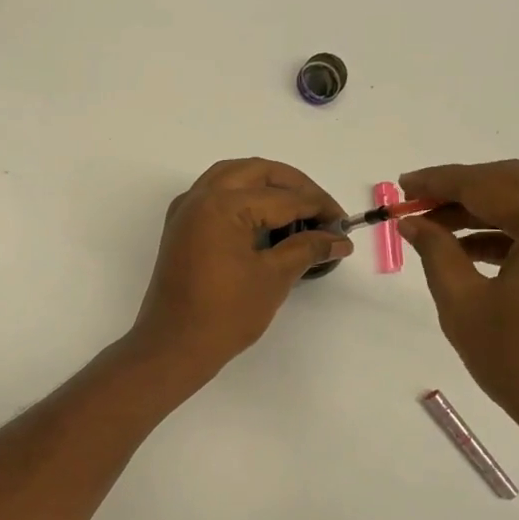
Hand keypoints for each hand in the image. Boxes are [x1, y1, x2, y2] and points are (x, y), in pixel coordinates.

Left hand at [126, 158, 348, 386]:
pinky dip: (241, 196)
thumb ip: (307, 249)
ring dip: (266, 185)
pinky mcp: (180, 229)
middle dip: (294, 186)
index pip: (283, 197)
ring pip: (232, 177)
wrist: (174, 346)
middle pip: (256, 172)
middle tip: (322, 212)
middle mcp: (200, 197)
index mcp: (222, 205)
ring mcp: (185, 212)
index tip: (344, 225)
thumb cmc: (225, 314)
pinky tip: (263, 219)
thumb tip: (338, 239)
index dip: (319, 208)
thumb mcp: (273, 278)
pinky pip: (214, 195)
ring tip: (297, 211)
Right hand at [397, 160, 518, 454]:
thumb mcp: (465, 305)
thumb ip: (437, 253)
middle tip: (414, 202)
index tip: (400, 186)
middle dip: (461, 191)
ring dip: (485, 211)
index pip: (488, 184)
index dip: (438, 183)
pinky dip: (512, 233)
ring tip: (434, 227)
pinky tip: (472, 248)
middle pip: (516, 184)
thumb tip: (413, 222)